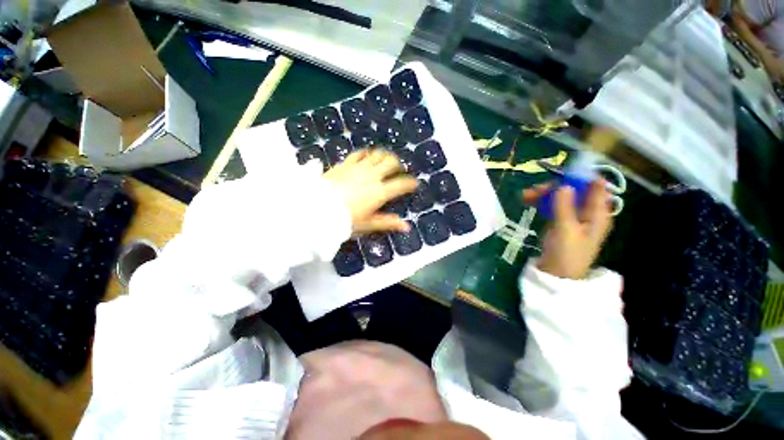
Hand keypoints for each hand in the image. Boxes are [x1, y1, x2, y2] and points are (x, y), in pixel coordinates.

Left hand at [324, 149, 417, 234]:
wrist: (317, 208)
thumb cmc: (346, 219)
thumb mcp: (368, 223)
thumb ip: (388, 223)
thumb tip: (407, 227)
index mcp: (380, 192)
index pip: (401, 185)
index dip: (410, 183)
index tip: (414, 183)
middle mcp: (372, 176)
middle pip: (391, 163)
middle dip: (398, 164)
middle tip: (398, 169)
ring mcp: (359, 168)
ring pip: (377, 155)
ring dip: (384, 156)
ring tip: (385, 160)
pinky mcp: (345, 163)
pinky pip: (359, 153)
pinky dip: (366, 153)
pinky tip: (367, 155)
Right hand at [523, 180, 612, 279]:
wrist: (557, 275)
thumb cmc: (567, 254)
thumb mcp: (566, 230)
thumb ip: (565, 207)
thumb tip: (563, 185)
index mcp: (597, 213)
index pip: (595, 186)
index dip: (581, 176)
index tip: (561, 173)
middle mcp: (587, 211)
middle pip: (573, 189)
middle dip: (555, 187)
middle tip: (536, 189)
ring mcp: (572, 215)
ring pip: (559, 196)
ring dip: (543, 194)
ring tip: (526, 195)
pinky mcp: (559, 220)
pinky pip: (551, 205)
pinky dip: (540, 202)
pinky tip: (527, 200)